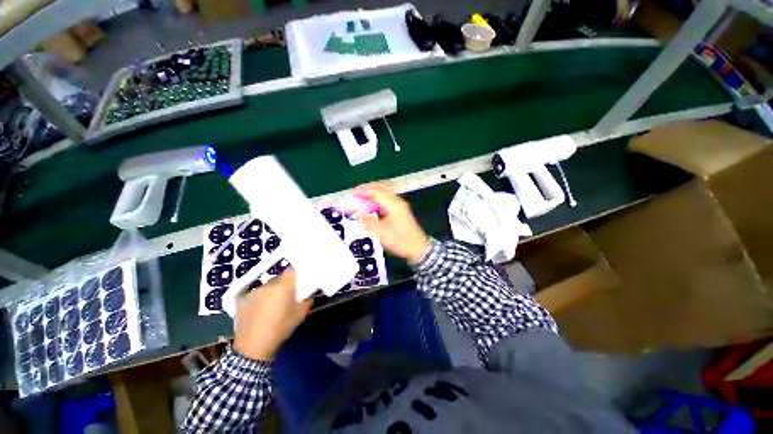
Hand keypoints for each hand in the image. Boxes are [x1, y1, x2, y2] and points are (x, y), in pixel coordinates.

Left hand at [233, 267, 311, 360]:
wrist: (253, 347)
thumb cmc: (280, 329)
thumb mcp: (301, 313)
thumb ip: (307, 297)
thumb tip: (309, 289)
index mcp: (283, 286)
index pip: (292, 269)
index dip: (297, 272)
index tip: (301, 277)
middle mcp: (268, 284)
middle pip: (280, 277)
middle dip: (286, 283)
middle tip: (289, 293)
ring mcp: (253, 291)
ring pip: (268, 285)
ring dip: (273, 290)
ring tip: (274, 303)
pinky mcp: (242, 298)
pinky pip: (256, 292)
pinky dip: (261, 297)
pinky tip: (261, 309)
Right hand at [354, 182, 430, 264]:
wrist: (418, 248)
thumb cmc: (400, 241)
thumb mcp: (381, 233)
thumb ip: (367, 221)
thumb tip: (355, 213)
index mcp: (393, 204)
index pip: (375, 192)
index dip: (363, 191)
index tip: (352, 194)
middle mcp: (397, 201)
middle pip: (381, 187)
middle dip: (368, 188)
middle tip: (357, 194)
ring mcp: (400, 205)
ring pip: (385, 192)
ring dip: (373, 193)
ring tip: (362, 198)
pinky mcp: (401, 210)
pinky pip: (387, 198)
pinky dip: (378, 199)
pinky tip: (373, 205)